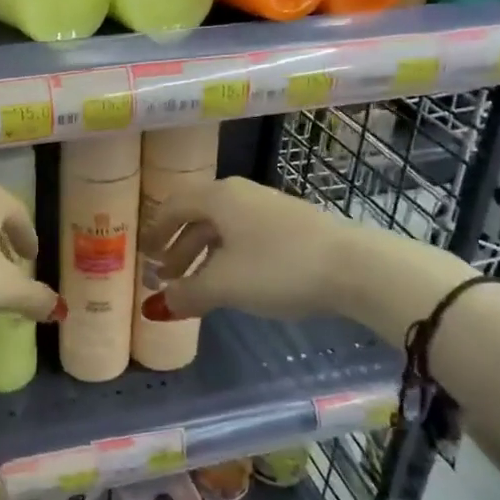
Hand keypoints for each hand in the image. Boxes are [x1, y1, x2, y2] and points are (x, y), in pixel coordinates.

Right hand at [139, 177, 354, 321]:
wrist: (355, 266)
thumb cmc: (277, 268)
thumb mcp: (224, 285)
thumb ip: (187, 294)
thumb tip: (160, 304)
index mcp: (218, 197)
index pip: (173, 206)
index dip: (155, 230)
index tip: (144, 253)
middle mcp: (240, 194)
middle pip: (198, 218)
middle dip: (179, 248)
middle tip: (166, 277)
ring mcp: (269, 208)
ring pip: (224, 230)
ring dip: (204, 256)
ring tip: (197, 287)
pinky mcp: (293, 226)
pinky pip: (246, 238)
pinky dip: (230, 258)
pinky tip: (235, 283)